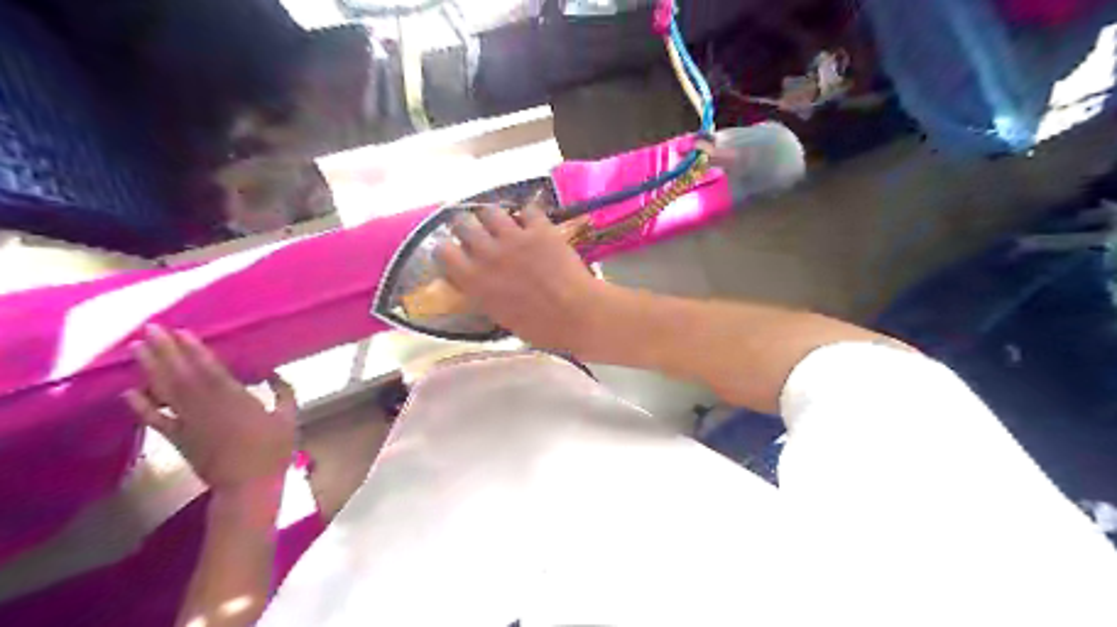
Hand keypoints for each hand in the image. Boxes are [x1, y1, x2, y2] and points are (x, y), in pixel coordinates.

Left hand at [124, 326, 295, 490]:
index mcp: (235, 399)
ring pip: (166, 391)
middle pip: (182, 374)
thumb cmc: (273, 450)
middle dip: (166, 350)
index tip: (181, 332)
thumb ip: (284, 393)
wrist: (248, 485)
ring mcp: (189, 422)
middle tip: (151, 328)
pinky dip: (140, 407)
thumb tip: (274, 373)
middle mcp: (207, 406)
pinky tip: (128, 392)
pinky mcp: (178, 438)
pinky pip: (155, 420)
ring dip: (151, 368)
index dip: (194, 350)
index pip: (209, 369)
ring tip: (137, 348)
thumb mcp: (289, 418)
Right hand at [436, 200, 609, 352]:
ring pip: (491, 211)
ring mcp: (514, 238)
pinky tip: (533, 223)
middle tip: (477, 231)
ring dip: (494, 217)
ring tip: (502, 223)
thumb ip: (485, 294)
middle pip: (463, 223)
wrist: (575, 314)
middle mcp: (488, 253)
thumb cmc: (539, 328)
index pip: (442, 251)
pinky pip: (528, 210)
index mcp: (474, 280)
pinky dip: (529, 216)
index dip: (447, 248)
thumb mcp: (500, 316)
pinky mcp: (540, 229)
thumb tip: (480, 283)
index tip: (455, 250)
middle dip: (466, 225)